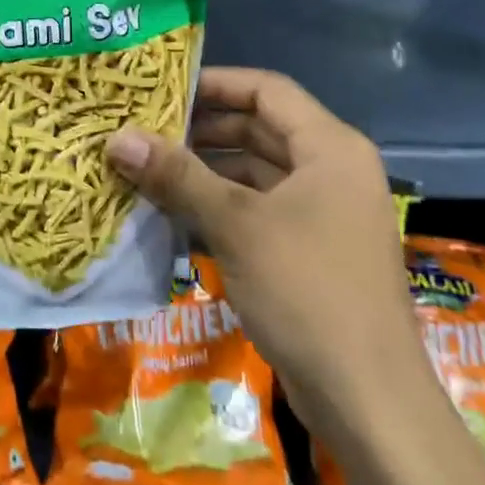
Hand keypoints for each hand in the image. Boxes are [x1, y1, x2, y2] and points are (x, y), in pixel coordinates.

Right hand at [106, 67, 430, 443]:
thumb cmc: (307, 291)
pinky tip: (173, 211)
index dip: (215, 83)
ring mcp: (323, 213)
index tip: (162, 88)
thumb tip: (117, 138)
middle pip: (259, 129)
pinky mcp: (309, 250)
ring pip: (255, 172)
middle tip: (144, 128)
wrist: (368, 401)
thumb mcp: (235, 225)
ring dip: (205, 170)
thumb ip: (176, 176)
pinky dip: (219, 205)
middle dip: (202, 129)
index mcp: (330, 148)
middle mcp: (331, 171)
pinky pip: (258, 209)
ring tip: (147, 167)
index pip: (267, 90)